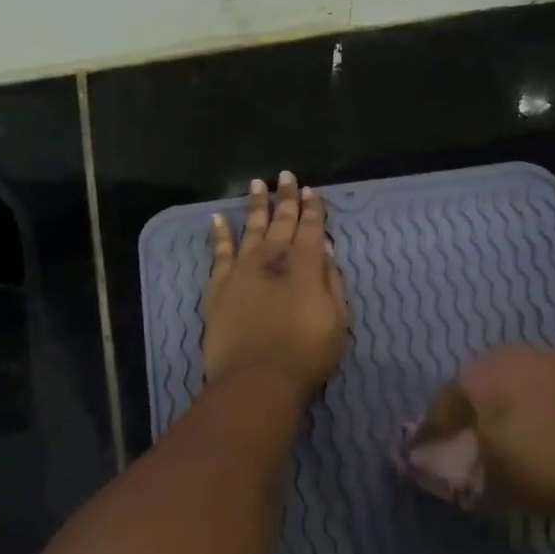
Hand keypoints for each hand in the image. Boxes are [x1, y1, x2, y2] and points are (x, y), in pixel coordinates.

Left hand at [203, 171, 349, 394]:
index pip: (311, 227)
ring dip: (256, 206)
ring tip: (256, 184)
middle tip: (285, 176)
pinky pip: (219, 252)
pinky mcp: (219, 285)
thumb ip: (331, 281)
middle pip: (281, 221)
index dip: (313, 208)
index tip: (311, 189)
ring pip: (251, 229)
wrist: (257, 378)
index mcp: (305, 265)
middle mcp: (273, 258)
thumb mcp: (337, 320)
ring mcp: (242, 269)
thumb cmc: (306, 354)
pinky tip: (217, 218)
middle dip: (286, 198)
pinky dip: (219, 234)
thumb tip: (324, 250)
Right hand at [421, 345, 554, 518]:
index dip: (431, 432)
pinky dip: (533, 405)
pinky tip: (540, 428)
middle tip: (466, 441)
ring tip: (506, 436)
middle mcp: (505, 356)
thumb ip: (461, 469)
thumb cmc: (545, 466)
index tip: (424, 452)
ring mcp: (546, 357)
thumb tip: (442, 467)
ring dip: (502, 405)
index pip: (441, 406)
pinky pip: (540, 386)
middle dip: (468, 412)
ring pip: (510, 382)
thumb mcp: (493, 481)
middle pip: (475, 386)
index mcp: (476, 376)